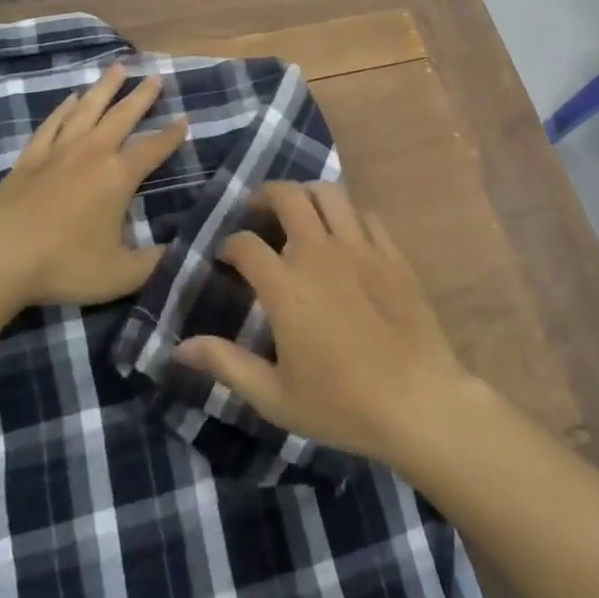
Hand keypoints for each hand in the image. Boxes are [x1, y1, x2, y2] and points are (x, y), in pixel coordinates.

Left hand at [0, 64, 187, 307]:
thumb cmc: (64, 265)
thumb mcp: (121, 274)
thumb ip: (156, 262)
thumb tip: (186, 252)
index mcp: (118, 176)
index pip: (153, 148)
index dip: (172, 135)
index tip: (186, 118)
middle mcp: (92, 153)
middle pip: (122, 116)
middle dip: (142, 96)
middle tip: (156, 76)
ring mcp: (58, 151)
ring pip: (87, 109)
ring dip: (105, 88)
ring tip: (118, 67)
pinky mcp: (29, 158)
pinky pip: (52, 123)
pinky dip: (64, 108)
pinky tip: (71, 99)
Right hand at [174, 183, 471, 463]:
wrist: (419, 403)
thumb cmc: (342, 404)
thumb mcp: (275, 395)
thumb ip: (226, 364)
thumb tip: (178, 347)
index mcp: (286, 286)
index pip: (245, 243)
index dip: (229, 245)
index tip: (226, 258)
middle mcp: (319, 252)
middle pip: (287, 196)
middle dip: (264, 196)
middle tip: (257, 212)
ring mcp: (360, 247)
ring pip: (329, 193)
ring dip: (307, 195)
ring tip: (299, 212)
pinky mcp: (391, 253)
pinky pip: (365, 214)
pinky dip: (347, 214)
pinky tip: (344, 234)